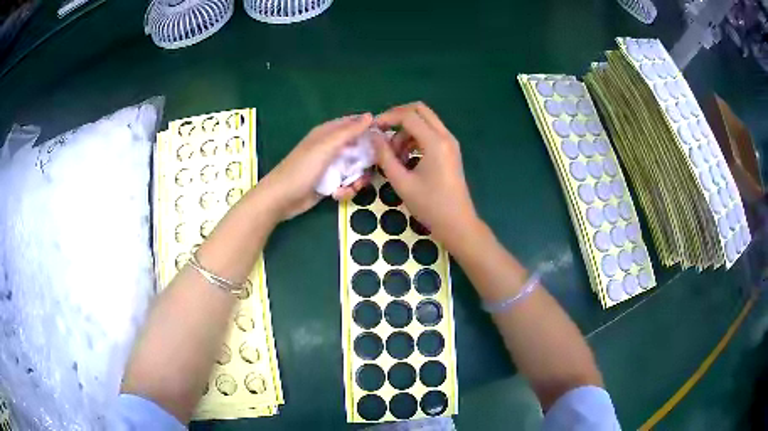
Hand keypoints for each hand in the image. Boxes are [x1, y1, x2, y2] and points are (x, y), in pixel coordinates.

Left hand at [259, 113, 373, 219]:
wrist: (281, 199)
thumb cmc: (302, 169)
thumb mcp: (326, 147)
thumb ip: (349, 132)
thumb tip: (370, 116)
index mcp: (328, 133)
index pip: (354, 124)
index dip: (369, 129)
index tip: (385, 139)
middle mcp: (331, 148)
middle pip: (359, 148)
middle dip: (366, 160)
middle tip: (371, 169)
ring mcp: (330, 167)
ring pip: (355, 168)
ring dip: (357, 179)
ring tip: (353, 187)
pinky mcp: (330, 183)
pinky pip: (347, 183)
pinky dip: (346, 190)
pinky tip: (338, 195)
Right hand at [373, 102, 479, 248]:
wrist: (457, 223)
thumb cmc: (429, 205)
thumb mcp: (401, 182)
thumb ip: (385, 156)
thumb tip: (373, 137)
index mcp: (435, 142)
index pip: (408, 116)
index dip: (387, 118)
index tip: (372, 130)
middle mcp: (445, 136)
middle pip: (420, 110)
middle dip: (398, 116)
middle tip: (382, 131)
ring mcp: (450, 143)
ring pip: (425, 121)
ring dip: (406, 130)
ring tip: (394, 154)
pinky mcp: (450, 151)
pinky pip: (431, 133)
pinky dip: (416, 138)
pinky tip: (406, 158)